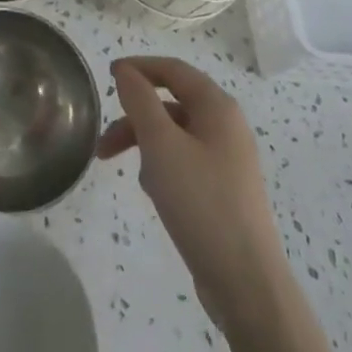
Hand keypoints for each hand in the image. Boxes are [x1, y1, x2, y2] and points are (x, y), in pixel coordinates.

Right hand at [98, 57, 285, 329]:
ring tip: (131, 174)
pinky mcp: (225, 192)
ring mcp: (229, 161)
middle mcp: (227, 127)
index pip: (173, 69)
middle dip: (136, 117)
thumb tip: (126, 70)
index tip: (108, 76)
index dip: (139, 67)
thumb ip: (140, 101)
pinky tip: (155, 193)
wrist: (246, 284)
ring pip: (177, 136)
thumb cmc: (201, 203)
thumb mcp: (161, 145)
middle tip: (104, 142)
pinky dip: (164, 168)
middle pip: (172, 104)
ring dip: (147, 146)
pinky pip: (186, 163)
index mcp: (217, 107)